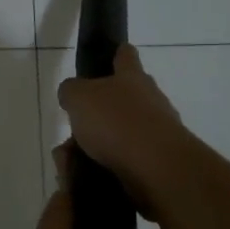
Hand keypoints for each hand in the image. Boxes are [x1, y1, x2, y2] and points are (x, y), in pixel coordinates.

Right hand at [56, 46, 190, 219]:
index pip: (125, 55)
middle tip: (75, 126)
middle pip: (124, 97)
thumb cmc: (116, 122)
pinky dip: (108, 165)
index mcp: (132, 77)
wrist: (156, 168)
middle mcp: (150, 99)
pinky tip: (89, 174)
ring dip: (100, 143)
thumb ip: (71, 91)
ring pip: (122, 132)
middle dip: (99, 111)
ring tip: (74, 159)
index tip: (107, 58)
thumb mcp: (79, 98)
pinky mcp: (158, 160)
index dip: (116, 53)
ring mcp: (158, 130)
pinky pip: (126, 159)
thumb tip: (71, 94)